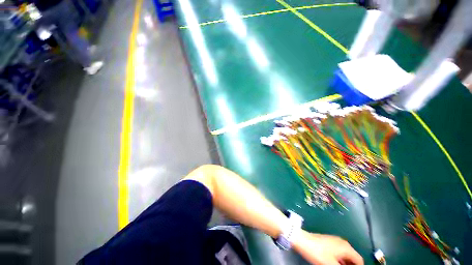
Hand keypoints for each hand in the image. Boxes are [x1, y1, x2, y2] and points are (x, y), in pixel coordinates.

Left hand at [293, 230, 363, 264]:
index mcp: (346, 247)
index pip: (359, 260)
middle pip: (352, 258)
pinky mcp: (327, 241)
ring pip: (344, 255)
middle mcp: (342, 242)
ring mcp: (334, 241)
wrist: (302, 240)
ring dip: (344, 264)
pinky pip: (338, 253)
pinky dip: (339, 260)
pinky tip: (334, 264)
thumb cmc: (318, 253)